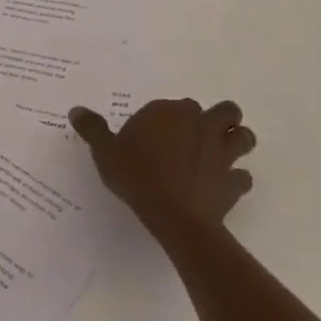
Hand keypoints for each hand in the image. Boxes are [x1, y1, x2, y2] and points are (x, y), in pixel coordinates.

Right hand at [69, 98, 256, 235]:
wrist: (174, 215)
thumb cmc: (136, 176)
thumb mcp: (104, 151)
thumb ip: (92, 129)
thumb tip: (76, 110)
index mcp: (170, 113)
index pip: (175, 104)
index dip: (167, 118)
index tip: (153, 135)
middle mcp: (201, 125)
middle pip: (224, 110)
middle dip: (217, 119)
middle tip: (198, 134)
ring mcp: (223, 153)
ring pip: (244, 136)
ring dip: (236, 141)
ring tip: (220, 153)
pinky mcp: (234, 183)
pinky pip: (243, 177)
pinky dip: (236, 180)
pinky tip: (221, 187)